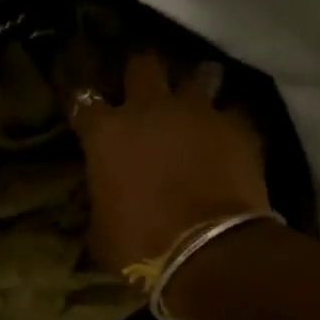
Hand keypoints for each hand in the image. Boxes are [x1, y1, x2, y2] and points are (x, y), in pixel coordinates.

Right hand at [68, 51, 269, 270]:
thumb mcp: (101, 231)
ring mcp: (198, 112)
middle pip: (143, 66)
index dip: (82, 103)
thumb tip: (104, 202)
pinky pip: (232, 113)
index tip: (84, 111)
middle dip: (142, 75)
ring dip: (193, 86)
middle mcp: (150, 109)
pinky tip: (228, 137)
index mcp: (107, 133)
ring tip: (194, 103)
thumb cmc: (141, 245)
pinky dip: (228, 124)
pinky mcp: (237, 127)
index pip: (82, 100)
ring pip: (197, 76)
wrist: (209, 252)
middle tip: (145, 92)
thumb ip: (101, 203)